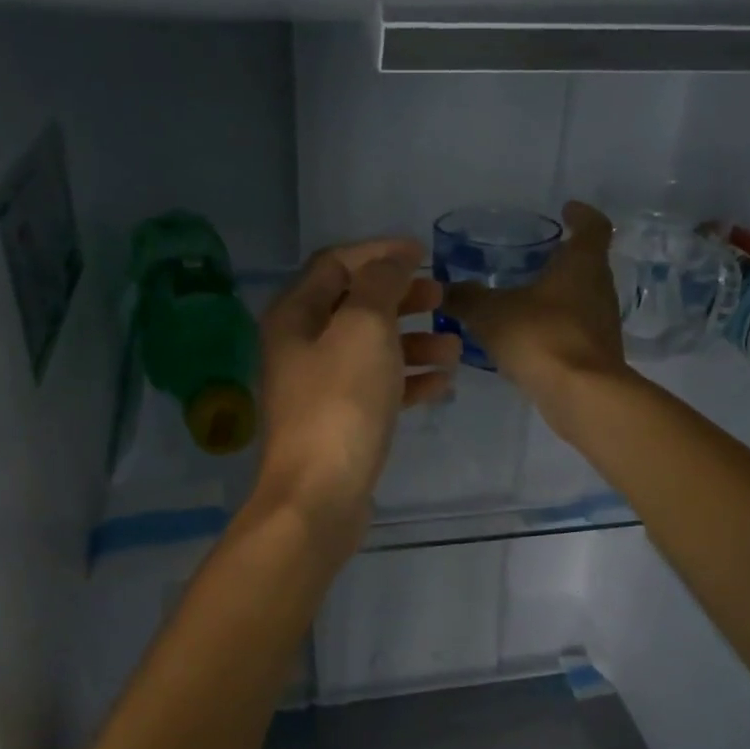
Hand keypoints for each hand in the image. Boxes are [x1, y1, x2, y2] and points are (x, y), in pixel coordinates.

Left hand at [252, 238, 459, 548]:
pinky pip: (377, 388)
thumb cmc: (340, 404)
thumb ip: (379, 285)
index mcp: (295, 316)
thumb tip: (392, 261)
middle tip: (441, 298)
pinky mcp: (339, 422)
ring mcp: (319, 388)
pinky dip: (408, 380)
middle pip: (354, 306)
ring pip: (370, 350)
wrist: (319, 496)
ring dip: (412, 342)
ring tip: (454, 348)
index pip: (335, 264)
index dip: (379, 253)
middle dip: (401, 299)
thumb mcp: (363, 329)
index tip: (423, 253)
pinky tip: (442, 383)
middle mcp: (301, 347)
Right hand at [442, 201, 628, 416]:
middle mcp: (600, 289)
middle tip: (534, 258)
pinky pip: (573, 332)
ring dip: (557, 297)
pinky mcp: (596, 357)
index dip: (581, 215)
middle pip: (587, 265)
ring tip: (524, 300)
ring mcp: (602, 325)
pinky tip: (526, 339)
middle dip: (562, 260)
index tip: (567, 210)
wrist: (581, 395)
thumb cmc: (541, 337)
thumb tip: (445, 288)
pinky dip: (553, 329)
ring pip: (580, 300)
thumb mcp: (492, 314)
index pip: (593, 226)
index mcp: (583, 264)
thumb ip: (467, 298)